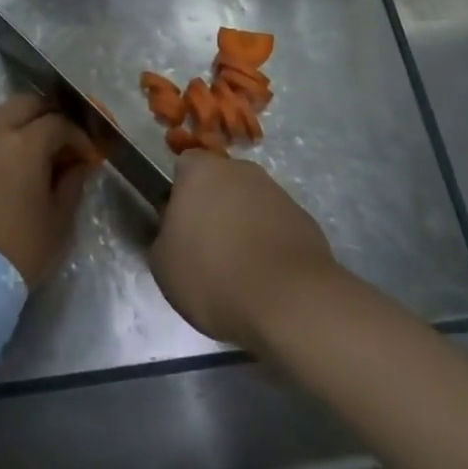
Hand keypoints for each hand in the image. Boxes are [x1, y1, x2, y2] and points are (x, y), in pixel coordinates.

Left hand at [0, 94, 94, 287]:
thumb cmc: (20, 249)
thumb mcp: (59, 219)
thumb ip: (72, 182)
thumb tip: (78, 164)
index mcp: (23, 143)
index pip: (57, 122)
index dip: (77, 136)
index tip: (88, 156)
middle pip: (25, 104)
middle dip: (48, 115)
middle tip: (62, 139)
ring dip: (20, 125)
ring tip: (34, 152)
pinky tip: (5, 169)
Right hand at [150, 152, 337, 351]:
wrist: (289, 301)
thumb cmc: (214, 276)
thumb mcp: (163, 265)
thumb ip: (164, 237)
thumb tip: (175, 232)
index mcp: (201, 170)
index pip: (185, 167)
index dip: (180, 196)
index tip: (180, 229)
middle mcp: (240, 170)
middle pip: (220, 183)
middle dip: (215, 209)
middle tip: (209, 251)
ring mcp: (276, 192)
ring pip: (250, 204)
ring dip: (244, 227)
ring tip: (241, 273)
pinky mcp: (303, 219)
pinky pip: (276, 227)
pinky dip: (270, 246)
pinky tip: (268, 280)